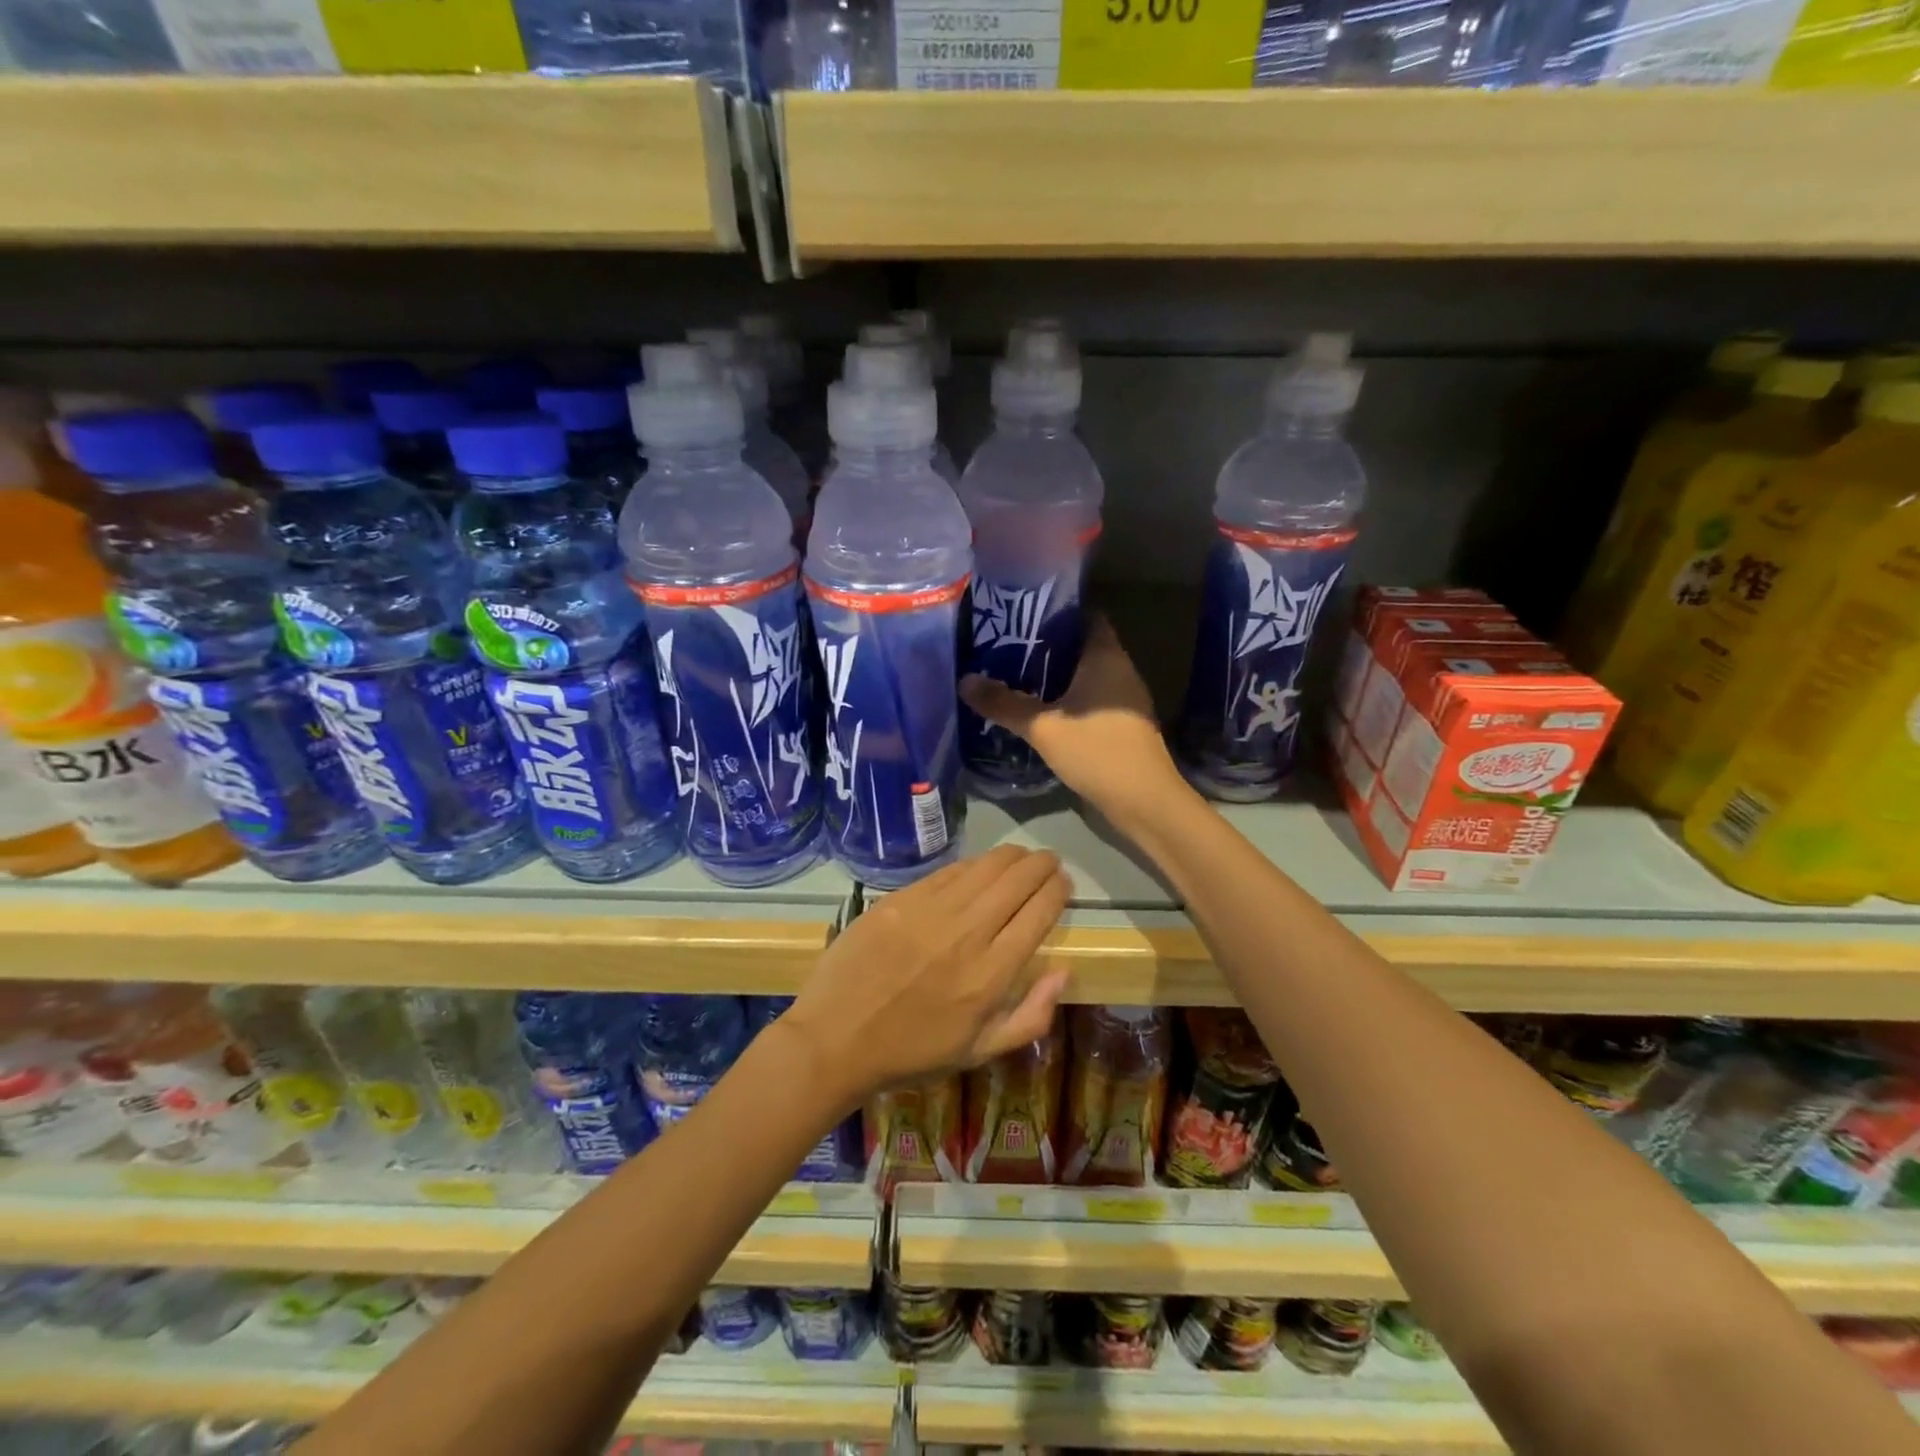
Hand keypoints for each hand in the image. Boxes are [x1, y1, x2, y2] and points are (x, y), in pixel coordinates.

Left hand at [783, 845, 1070, 1107]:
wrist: (836, 1038)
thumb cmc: (912, 1052)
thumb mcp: (979, 1052)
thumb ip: (1031, 1016)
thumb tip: (1065, 972)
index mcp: (991, 975)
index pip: (1038, 914)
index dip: (1057, 891)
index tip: (1063, 884)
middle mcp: (967, 934)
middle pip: (1017, 881)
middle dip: (1041, 865)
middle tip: (1049, 862)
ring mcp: (930, 912)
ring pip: (984, 867)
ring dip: (1011, 856)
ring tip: (1021, 856)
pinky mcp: (900, 899)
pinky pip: (947, 871)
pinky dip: (972, 864)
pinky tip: (979, 865)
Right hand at [961, 615, 1191, 828]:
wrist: (1143, 801)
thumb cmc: (1096, 751)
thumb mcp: (1043, 727)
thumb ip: (1004, 703)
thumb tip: (965, 681)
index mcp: (1106, 657)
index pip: (1085, 615)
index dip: (1056, 610)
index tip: (1022, 614)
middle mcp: (1120, 670)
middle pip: (1083, 644)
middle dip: (1048, 644)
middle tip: (1008, 645)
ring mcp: (1125, 699)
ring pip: (1087, 674)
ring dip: (1057, 674)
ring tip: (1016, 674)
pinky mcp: (1123, 724)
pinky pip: (1092, 697)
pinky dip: (1069, 697)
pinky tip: (1042, 709)